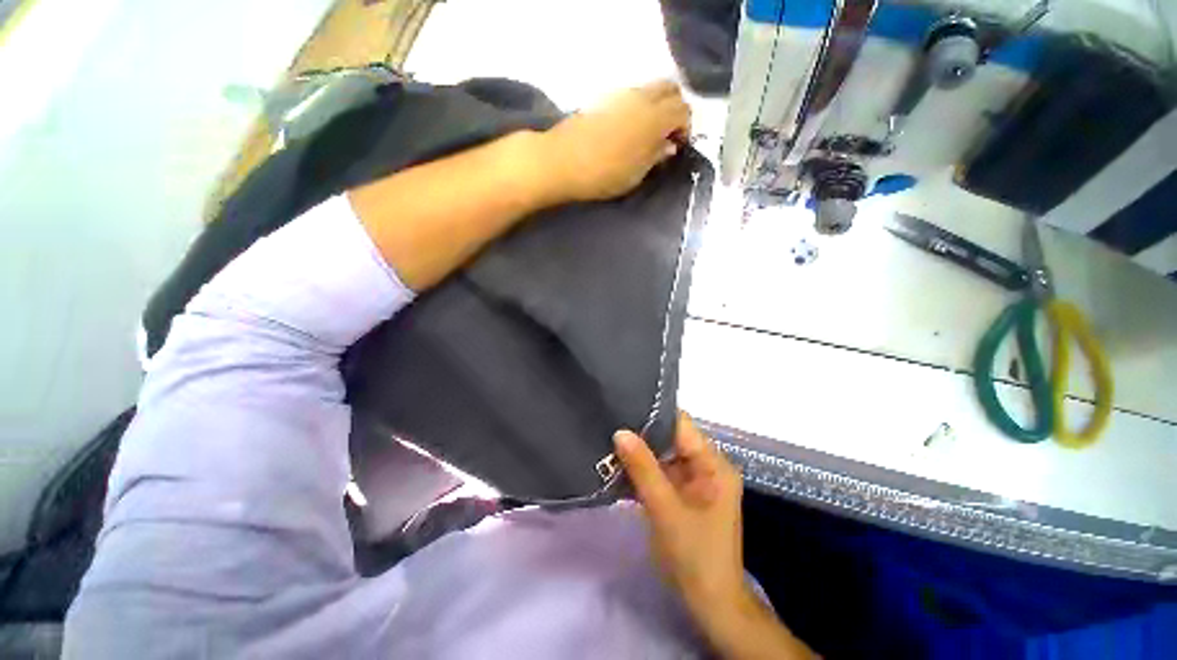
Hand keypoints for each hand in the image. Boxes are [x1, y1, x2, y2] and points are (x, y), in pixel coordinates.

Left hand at [542, 80, 690, 202]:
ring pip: (650, 89)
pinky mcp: (604, 99)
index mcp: (654, 117)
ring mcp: (620, 95)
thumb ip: (656, 156)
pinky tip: (629, 129)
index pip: (683, 110)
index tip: (678, 146)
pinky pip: (632, 95)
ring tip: (648, 133)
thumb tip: (669, 145)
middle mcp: (641, 97)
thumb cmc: (603, 174)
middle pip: (671, 89)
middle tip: (667, 135)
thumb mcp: (636, 174)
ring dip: (657, 106)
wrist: (562, 161)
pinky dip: (639, 106)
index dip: (686, 128)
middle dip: (675, 109)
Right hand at [613, 413, 744, 617]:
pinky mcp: (682, 494)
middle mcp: (706, 466)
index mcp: (713, 464)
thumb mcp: (666, 510)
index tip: (625, 406)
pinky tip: (617, 466)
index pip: (682, 426)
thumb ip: (643, 469)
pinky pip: (659, 473)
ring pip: (662, 456)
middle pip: (671, 439)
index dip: (655, 416)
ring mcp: (694, 481)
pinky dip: (641, 472)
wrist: (710, 604)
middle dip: (642, 435)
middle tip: (610, 423)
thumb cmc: (694, 556)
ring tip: (608, 440)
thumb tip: (620, 432)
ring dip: (639, 454)